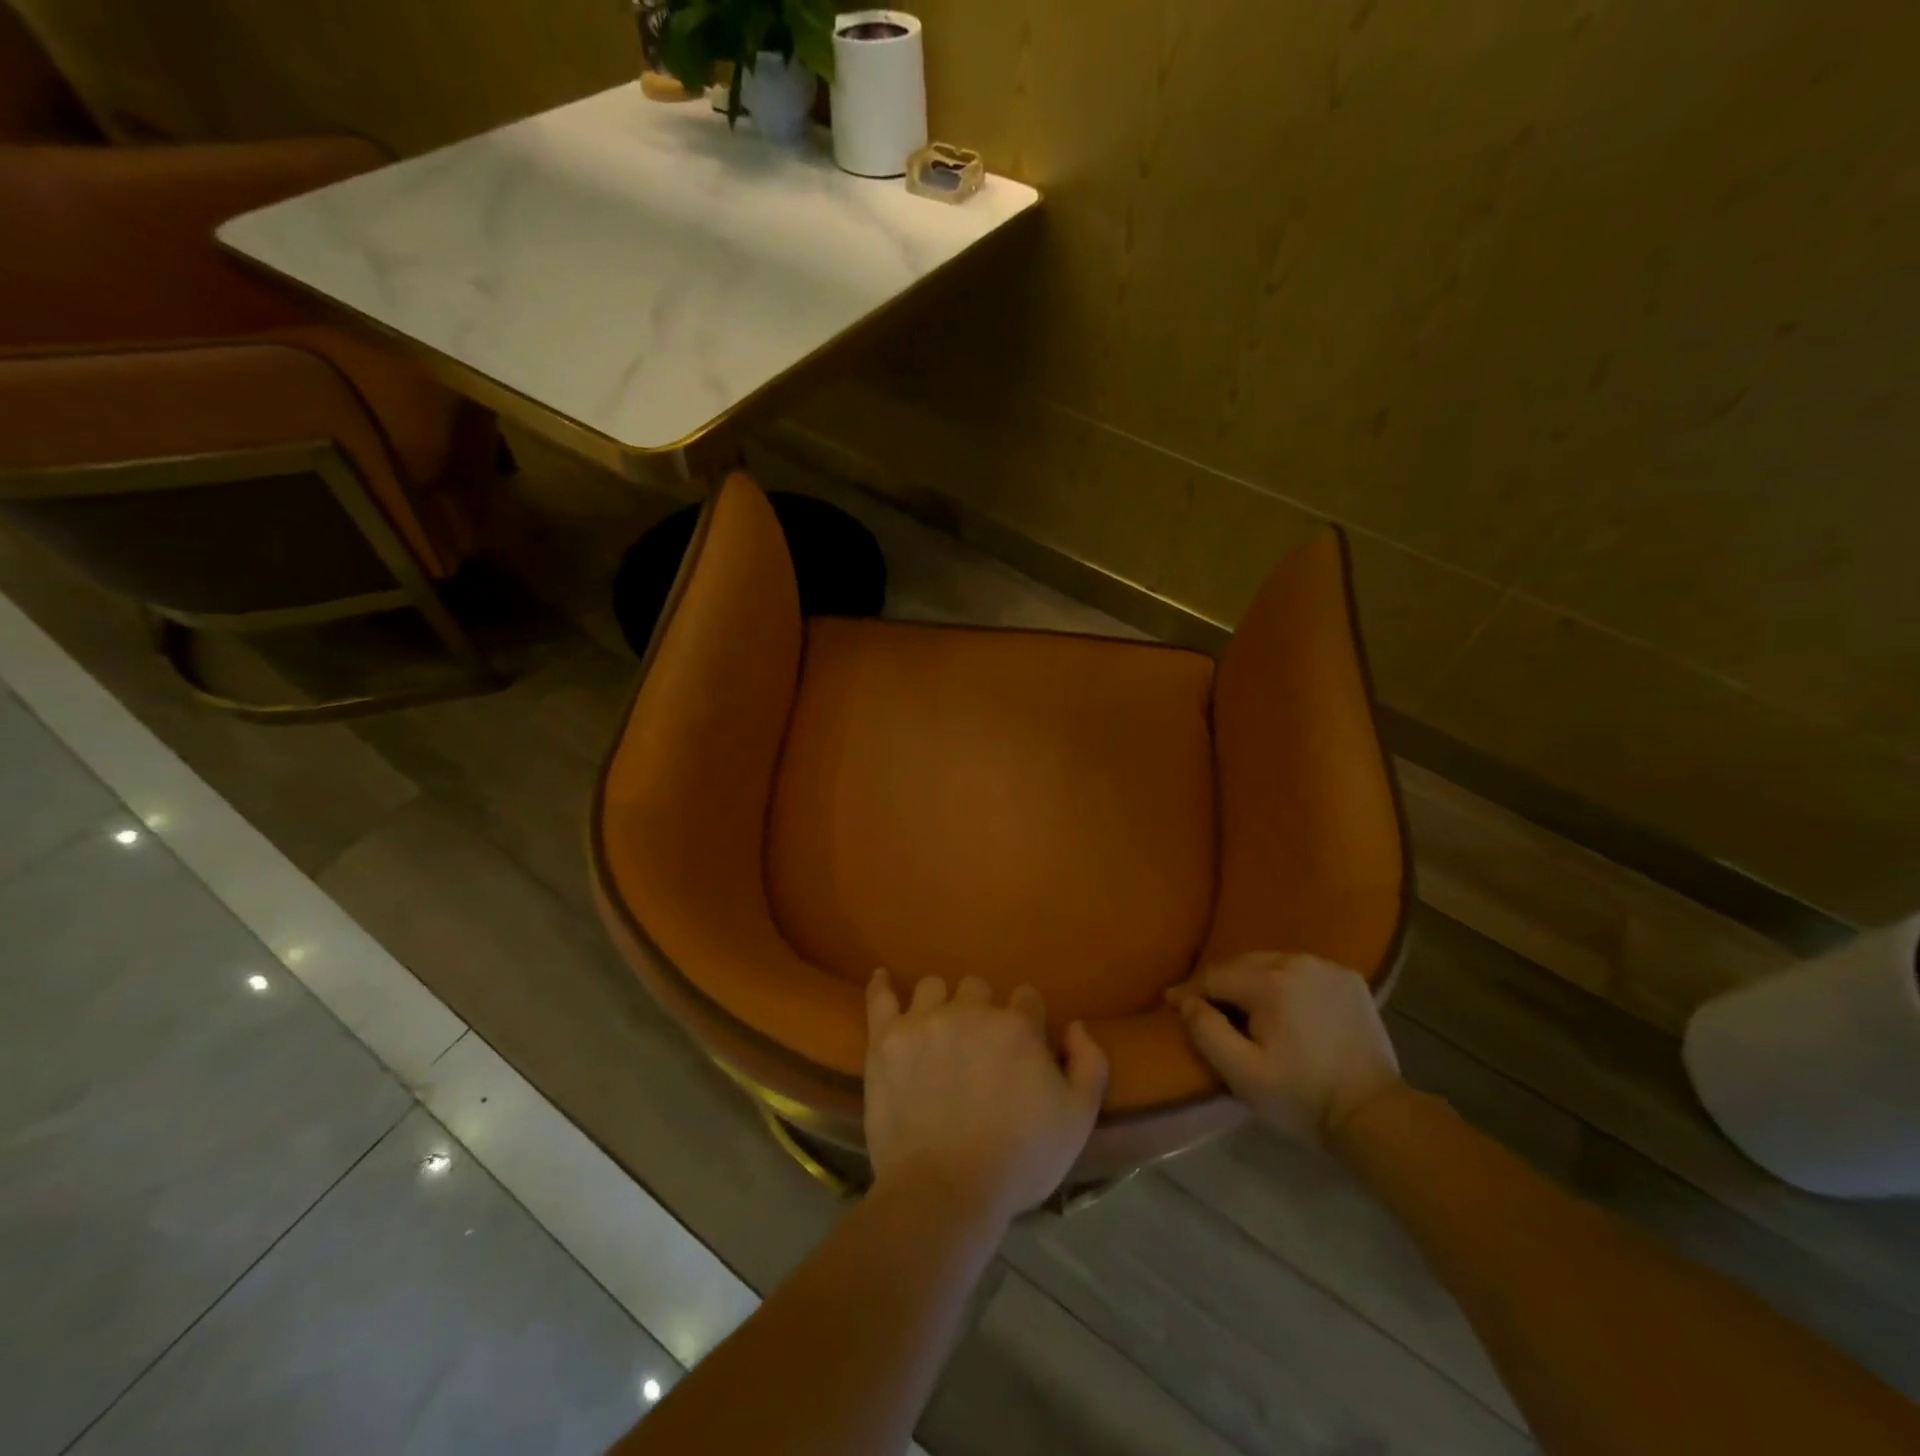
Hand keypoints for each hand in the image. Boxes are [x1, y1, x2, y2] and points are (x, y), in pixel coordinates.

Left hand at [864, 970, 1107, 1226]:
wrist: (944, 1191)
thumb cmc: (1019, 1160)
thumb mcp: (1078, 1120)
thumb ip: (1090, 1064)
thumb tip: (1076, 1026)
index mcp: (1018, 1026)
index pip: (1027, 998)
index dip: (1027, 1021)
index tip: (1022, 1048)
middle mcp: (970, 1011)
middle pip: (978, 988)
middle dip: (982, 1010)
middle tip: (978, 1048)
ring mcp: (924, 1021)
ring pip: (933, 987)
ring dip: (940, 1003)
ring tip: (937, 1032)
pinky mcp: (886, 1039)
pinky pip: (880, 997)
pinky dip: (882, 986)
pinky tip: (883, 979)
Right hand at [1167, 952, 1401, 1147]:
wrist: (1374, 1115)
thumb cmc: (1302, 1097)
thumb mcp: (1242, 1074)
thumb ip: (1206, 1032)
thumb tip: (1186, 1001)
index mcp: (1270, 982)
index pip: (1216, 976)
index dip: (1190, 991)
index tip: (1172, 1004)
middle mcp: (1298, 962)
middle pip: (1243, 964)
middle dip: (1220, 984)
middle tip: (1204, 1006)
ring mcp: (1328, 968)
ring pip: (1272, 963)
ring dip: (1252, 980)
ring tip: (1242, 1005)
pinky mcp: (1350, 980)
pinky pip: (1302, 971)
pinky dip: (1285, 982)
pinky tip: (1283, 1004)